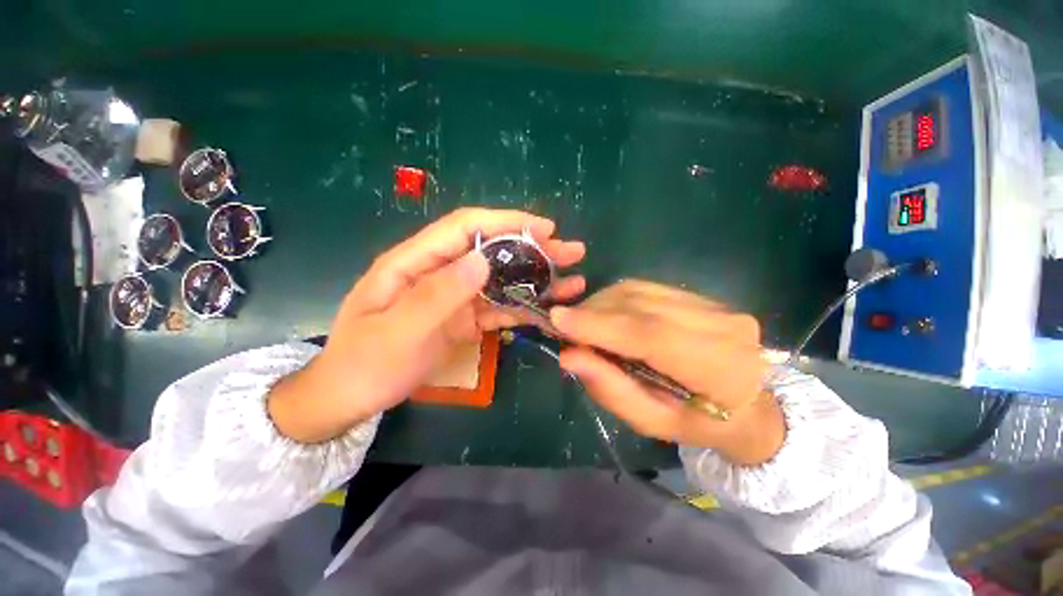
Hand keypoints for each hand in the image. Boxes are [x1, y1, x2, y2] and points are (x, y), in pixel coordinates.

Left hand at [268, 208, 585, 442]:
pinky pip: (498, 308)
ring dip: (536, 280)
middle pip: (491, 251)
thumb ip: (437, 295)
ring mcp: (455, 297)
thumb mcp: (396, 332)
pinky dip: (525, 308)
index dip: (506, 222)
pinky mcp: (464, 318)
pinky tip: (550, 310)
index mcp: (414, 262)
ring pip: (501, 280)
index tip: (545, 229)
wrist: (351, 398)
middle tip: (572, 252)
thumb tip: (482, 260)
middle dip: (533, 249)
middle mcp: (439, 272)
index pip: (465, 227)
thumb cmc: (364, 364)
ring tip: (573, 283)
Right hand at [549, 280, 784, 464]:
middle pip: (640, 306)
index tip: (557, 318)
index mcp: (719, 369)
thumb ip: (612, 390)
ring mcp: (714, 305)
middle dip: (593, 312)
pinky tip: (605, 315)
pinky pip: (645, 289)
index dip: (599, 324)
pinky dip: (616, 299)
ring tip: (582, 323)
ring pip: (639, 291)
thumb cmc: (700, 425)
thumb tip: (569, 356)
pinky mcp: (700, 296)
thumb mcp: (653, 422)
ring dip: (601, 304)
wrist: (751, 406)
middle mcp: (722, 325)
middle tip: (564, 326)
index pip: (650, 334)